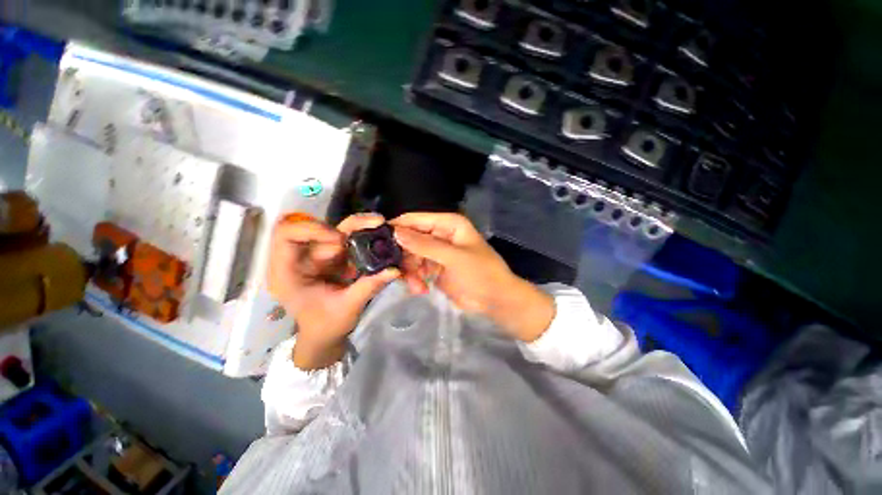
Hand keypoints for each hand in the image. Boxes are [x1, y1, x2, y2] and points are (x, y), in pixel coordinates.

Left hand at [267, 213, 399, 369]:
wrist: (326, 334)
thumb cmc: (326, 325)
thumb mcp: (347, 308)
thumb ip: (368, 287)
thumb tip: (394, 270)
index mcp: (288, 272)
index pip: (286, 235)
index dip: (311, 229)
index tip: (340, 240)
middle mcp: (300, 257)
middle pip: (315, 225)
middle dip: (345, 227)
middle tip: (372, 227)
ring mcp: (317, 254)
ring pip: (334, 227)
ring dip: (358, 227)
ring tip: (379, 225)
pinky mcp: (333, 254)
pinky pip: (346, 236)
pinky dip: (363, 233)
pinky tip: (378, 233)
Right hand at [390, 213, 554, 341]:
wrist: (495, 300)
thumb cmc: (481, 273)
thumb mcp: (453, 258)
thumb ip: (425, 245)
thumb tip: (396, 232)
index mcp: (448, 224)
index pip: (416, 219)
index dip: (397, 227)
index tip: (377, 240)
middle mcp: (440, 234)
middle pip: (410, 239)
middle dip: (404, 257)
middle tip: (399, 273)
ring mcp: (436, 252)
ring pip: (410, 256)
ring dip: (410, 271)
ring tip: (416, 286)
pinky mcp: (434, 268)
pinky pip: (416, 269)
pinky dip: (415, 279)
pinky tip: (420, 289)